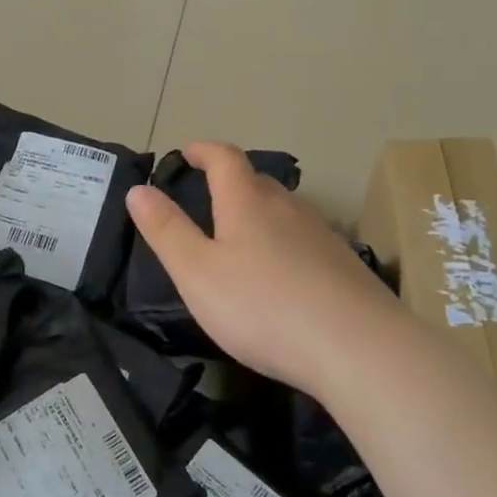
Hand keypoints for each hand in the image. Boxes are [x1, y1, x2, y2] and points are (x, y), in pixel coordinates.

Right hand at [126, 143, 409, 399]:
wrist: (357, 347)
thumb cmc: (263, 306)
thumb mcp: (198, 273)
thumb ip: (166, 230)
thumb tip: (138, 189)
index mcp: (247, 202)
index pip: (224, 158)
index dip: (203, 150)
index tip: (186, 153)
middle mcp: (288, 207)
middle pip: (256, 180)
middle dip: (230, 181)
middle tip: (207, 198)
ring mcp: (321, 234)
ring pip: (283, 210)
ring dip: (258, 212)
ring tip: (240, 238)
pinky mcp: (344, 265)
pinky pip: (304, 240)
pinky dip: (284, 243)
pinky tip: (281, 276)